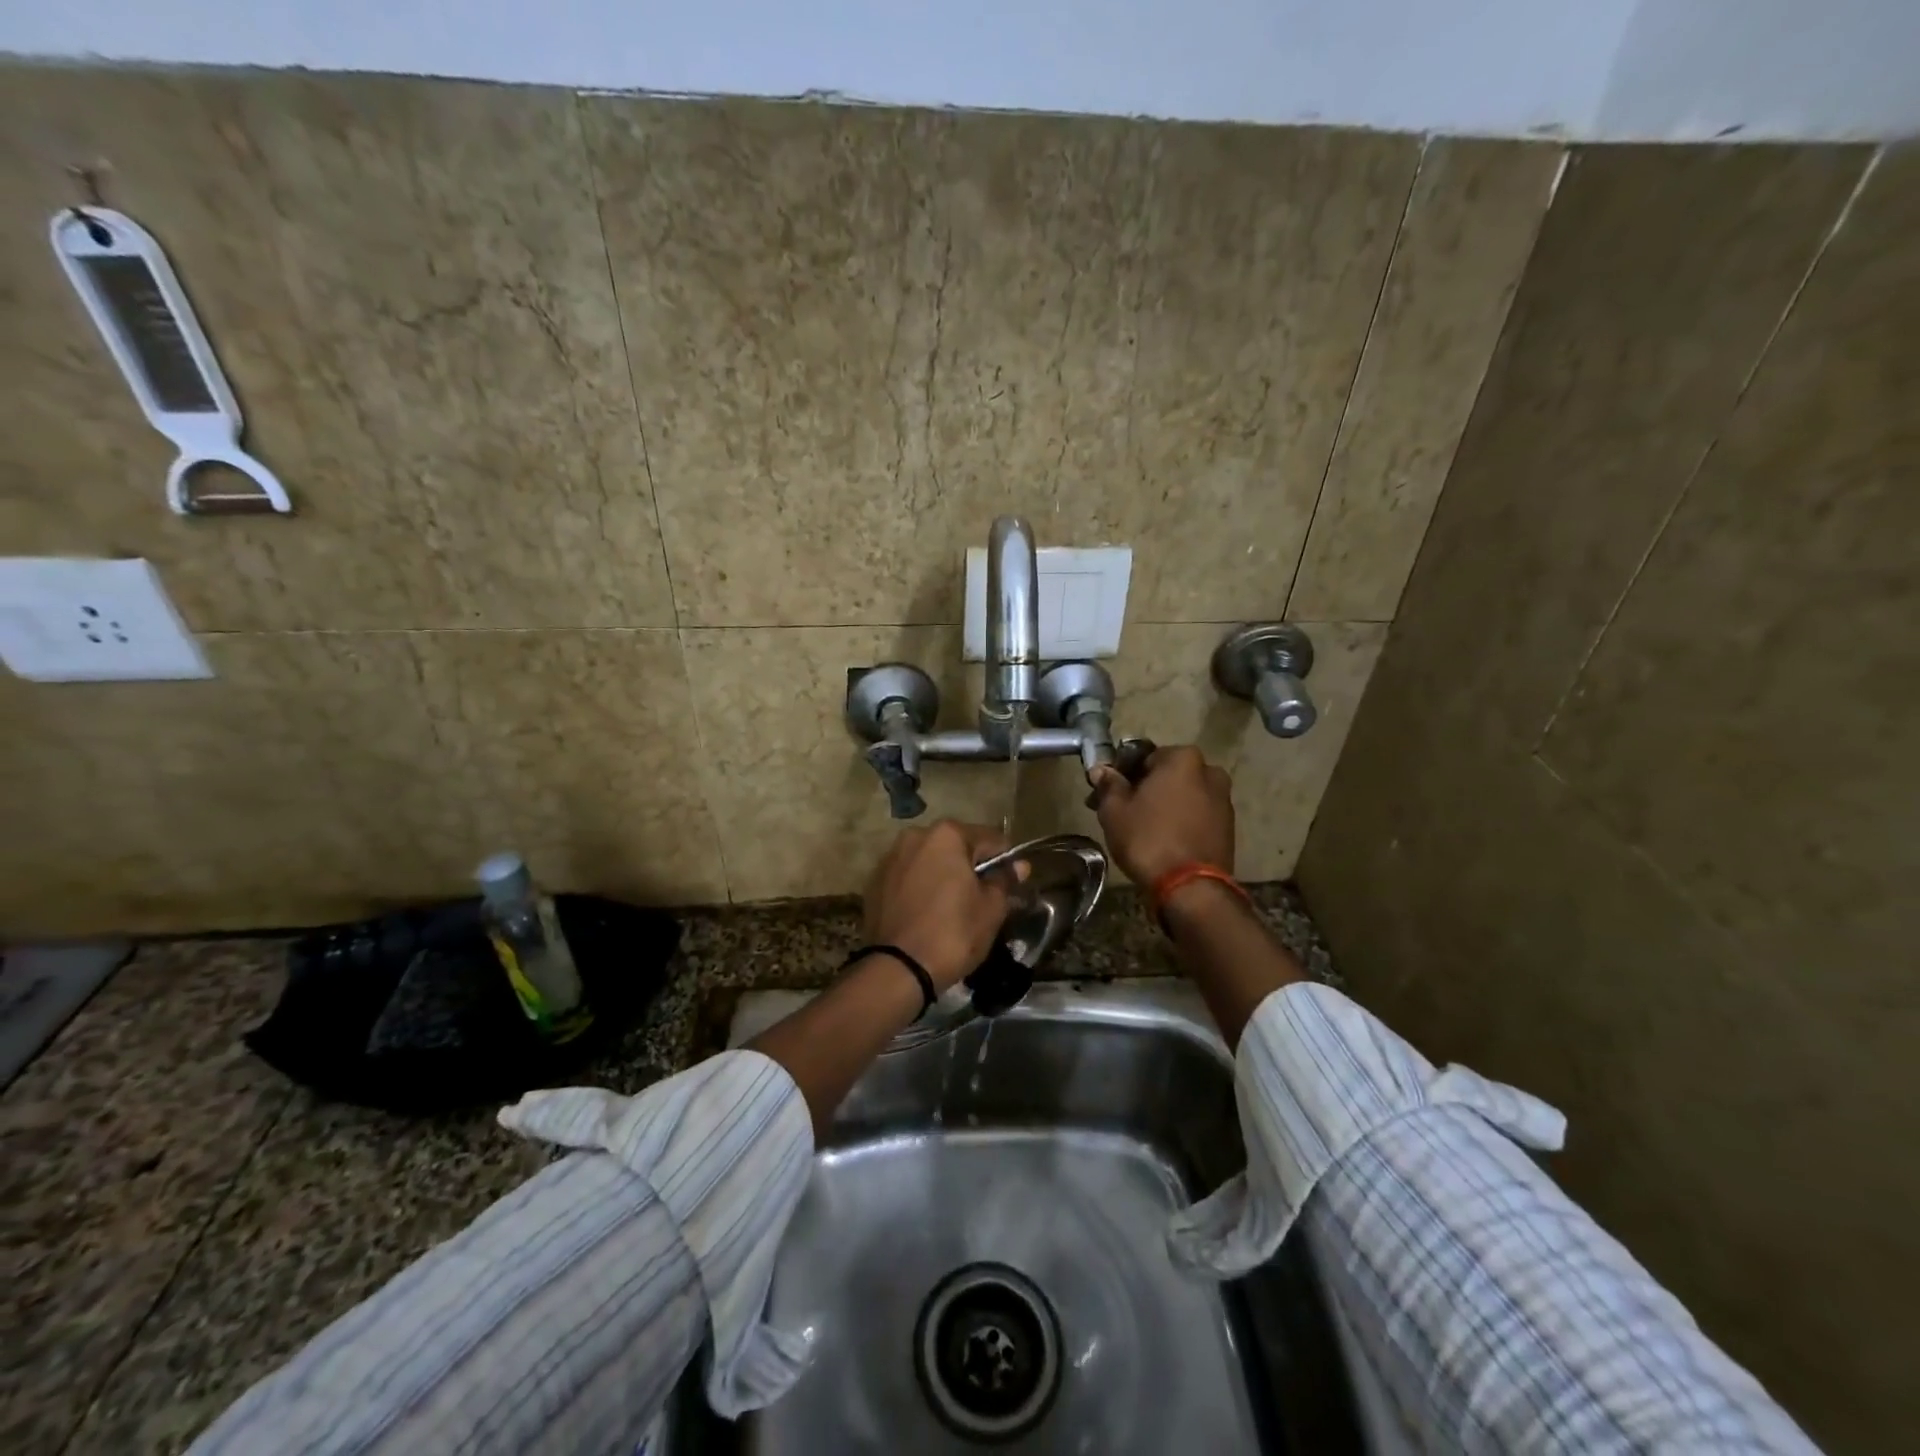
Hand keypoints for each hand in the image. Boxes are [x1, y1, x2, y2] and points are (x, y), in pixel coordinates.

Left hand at [864, 821, 1014, 989]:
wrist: (898, 969)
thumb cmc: (953, 933)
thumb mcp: (991, 909)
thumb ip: (1004, 880)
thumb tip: (1018, 866)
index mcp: (946, 835)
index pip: (990, 839)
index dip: (1005, 861)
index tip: (1012, 884)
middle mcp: (915, 836)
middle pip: (956, 847)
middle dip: (971, 867)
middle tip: (983, 898)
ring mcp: (890, 858)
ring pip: (929, 861)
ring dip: (943, 875)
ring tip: (953, 907)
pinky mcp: (874, 882)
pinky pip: (908, 878)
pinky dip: (920, 888)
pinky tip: (927, 913)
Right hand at [1091, 745, 1235, 885]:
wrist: (1190, 889)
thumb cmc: (1148, 839)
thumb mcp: (1115, 811)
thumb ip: (1108, 785)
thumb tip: (1101, 770)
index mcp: (1183, 758)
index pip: (1143, 756)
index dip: (1121, 774)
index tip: (1107, 792)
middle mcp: (1209, 772)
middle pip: (1167, 775)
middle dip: (1145, 788)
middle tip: (1121, 810)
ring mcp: (1223, 800)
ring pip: (1183, 795)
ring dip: (1163, 805)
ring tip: (1141, 828)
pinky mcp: (1228, 827)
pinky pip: (1197, 815)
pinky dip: (1180, 820)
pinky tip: (1163, 839)